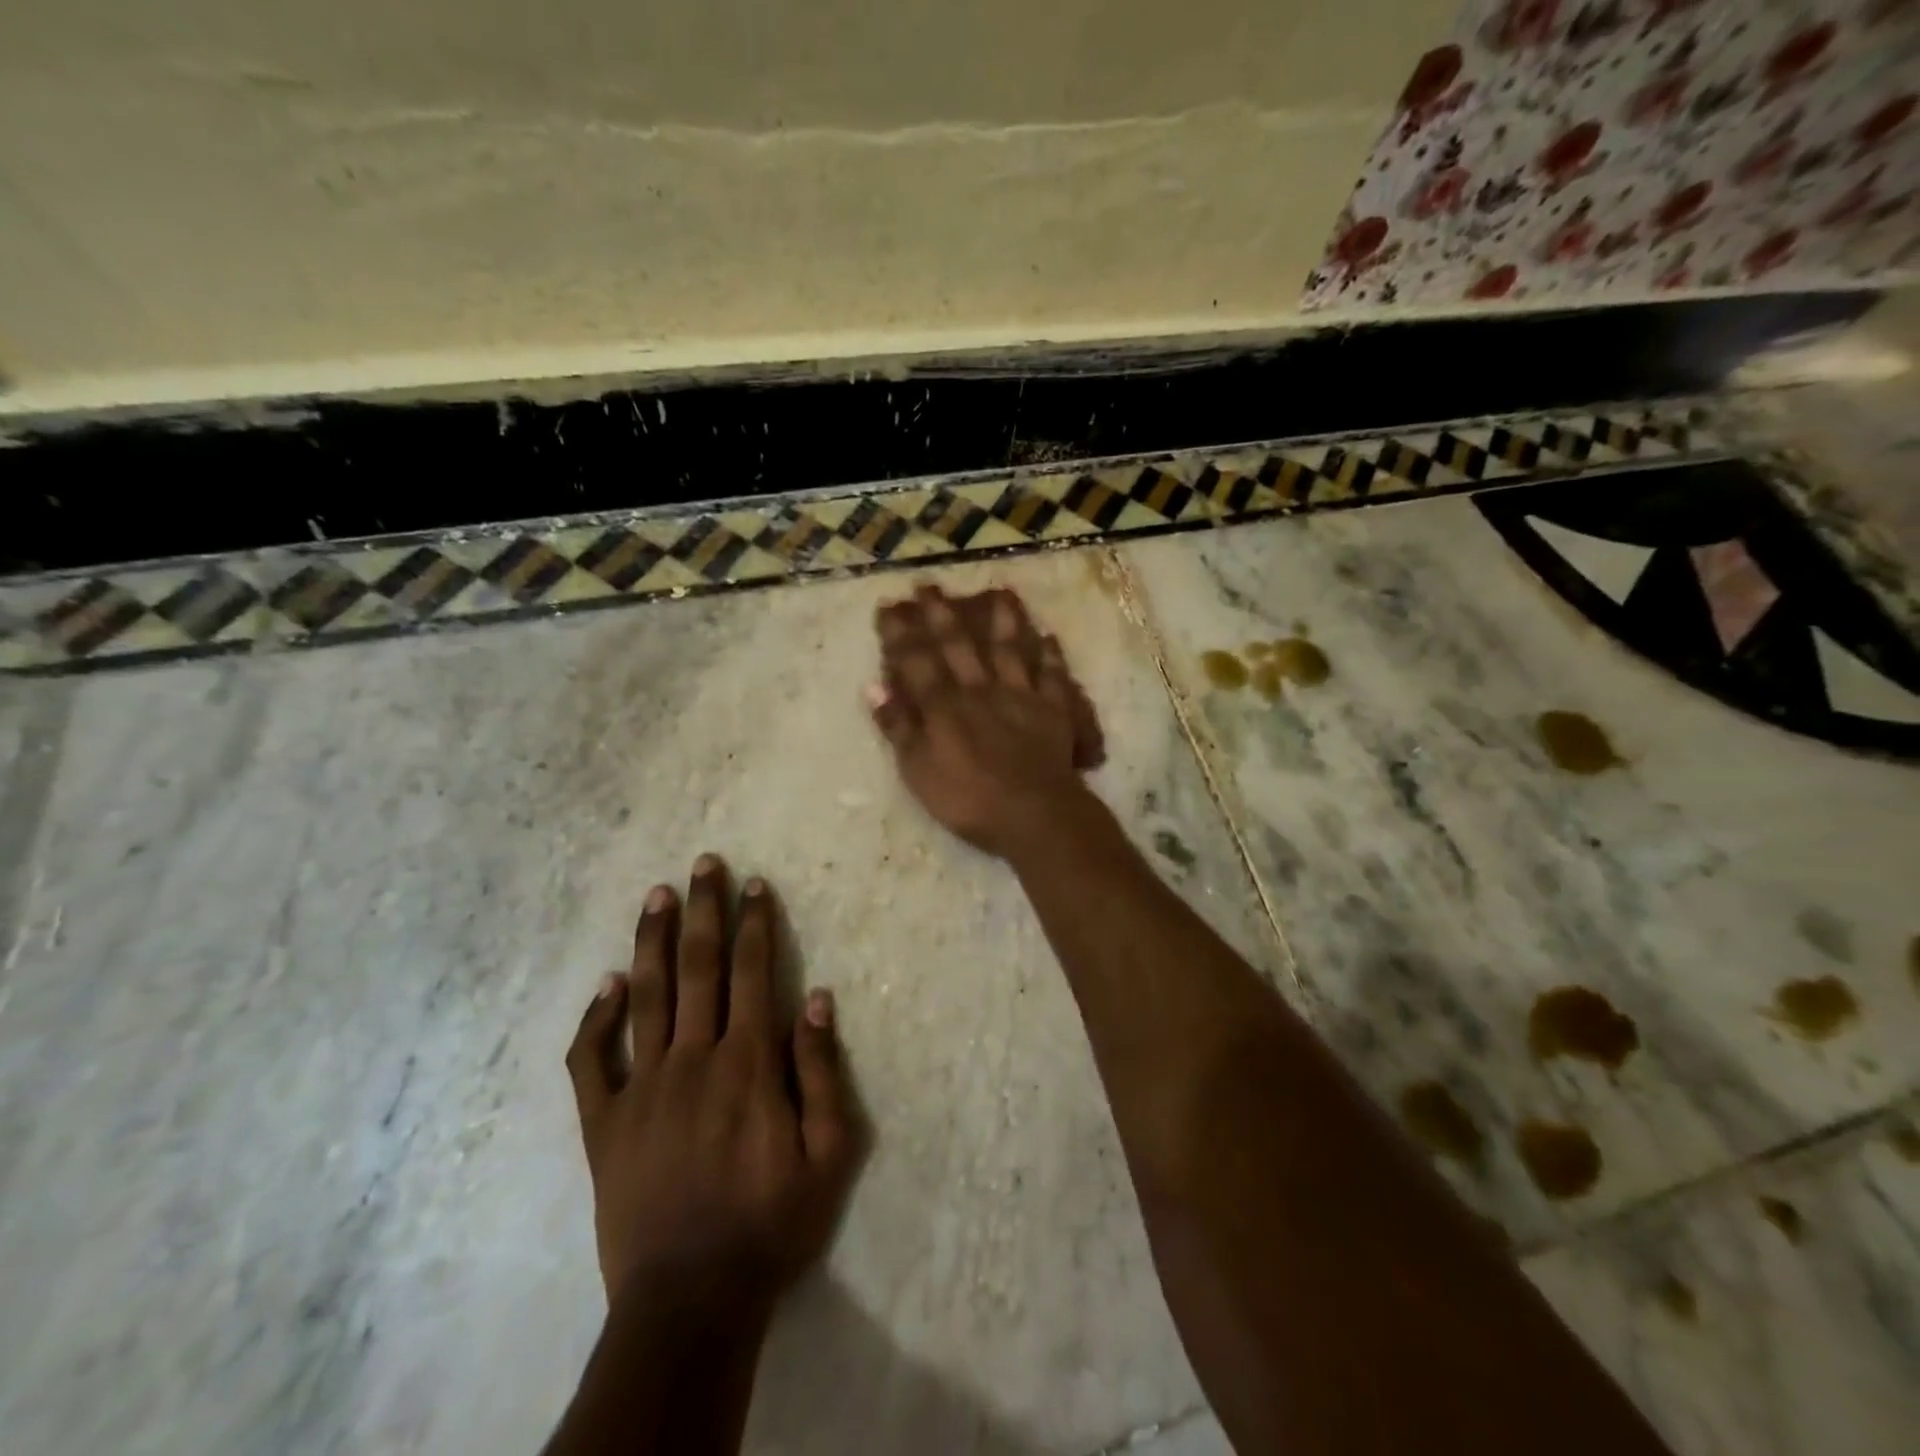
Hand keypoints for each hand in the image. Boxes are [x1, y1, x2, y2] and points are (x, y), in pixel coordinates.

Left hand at [566, 855, 860, 1319]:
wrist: (690, 1302)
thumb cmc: (771, 1223)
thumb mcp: (829, 1153)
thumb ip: (822, 1071)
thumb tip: (814, 998)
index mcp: (748, 1064)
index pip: (752, 972)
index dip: (754, 923)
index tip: (754, 883)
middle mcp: (692, 1059)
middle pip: (697, 968)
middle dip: (703, 910)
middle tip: (703, 864)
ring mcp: (641, 1088)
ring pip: (645, 997)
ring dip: (651, 941)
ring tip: (656, 894)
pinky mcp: (603, 1124)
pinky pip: (591, 1061)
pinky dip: (595, 1019)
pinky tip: (606, 984)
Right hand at [869, 584, 1098, 858]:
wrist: (1034, 814)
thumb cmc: (967, 799)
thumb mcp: (918, 770)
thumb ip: (898, 727)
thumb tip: (873, 686)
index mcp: (943, 705)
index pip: (915, 660)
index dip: (899, 633)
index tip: (889, 605)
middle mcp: (980, 689)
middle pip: (958, 644)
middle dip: (941, 614)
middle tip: (930, 585)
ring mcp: (1020, 696)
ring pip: (1010, 649)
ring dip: (1003, 620)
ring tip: (1000, 592)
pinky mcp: (1053, 710)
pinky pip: (1052, 676)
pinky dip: (1050, 655)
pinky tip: (1049, 637)